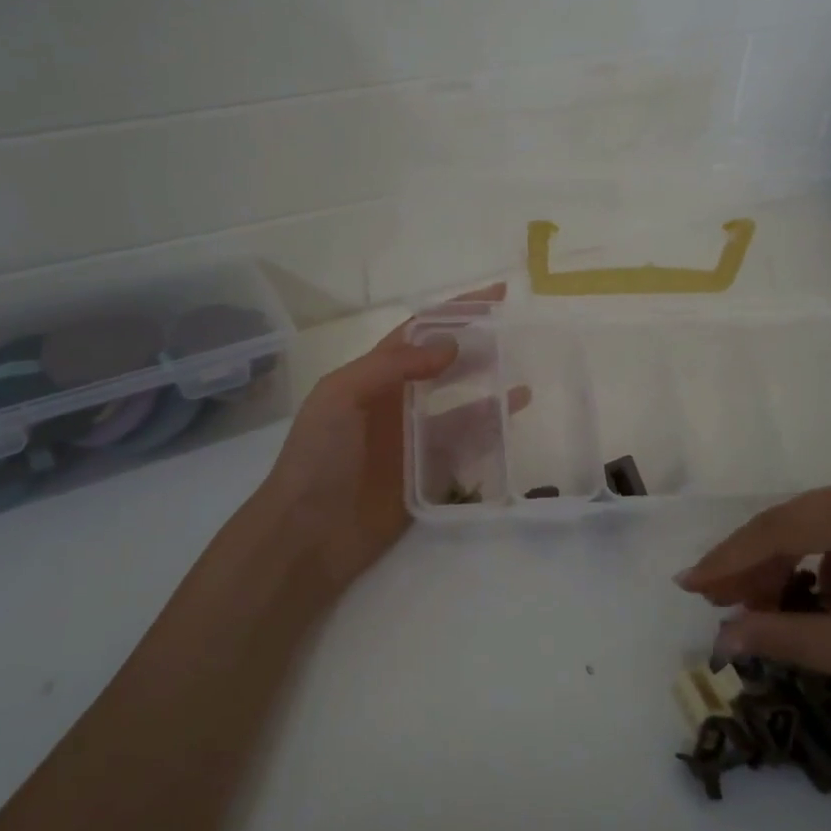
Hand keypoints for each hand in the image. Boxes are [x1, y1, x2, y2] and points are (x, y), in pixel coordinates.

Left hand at [256, 285, 514, 594]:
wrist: (308, 534)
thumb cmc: (318, 457)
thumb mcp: (341, 396)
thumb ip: (392, 365)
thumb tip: (451, 345)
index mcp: (372, 377)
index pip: (419, 333)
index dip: (453, 312)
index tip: (495, 296)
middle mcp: (397, 402)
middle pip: (444, 365)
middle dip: (477, 346)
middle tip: (515, 333)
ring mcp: (415, 439)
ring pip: (462, 404)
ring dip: (490, 388)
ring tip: (522, 373)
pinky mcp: (430, 474)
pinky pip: (466, 446)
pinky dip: (490, 431)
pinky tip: (512, 418)